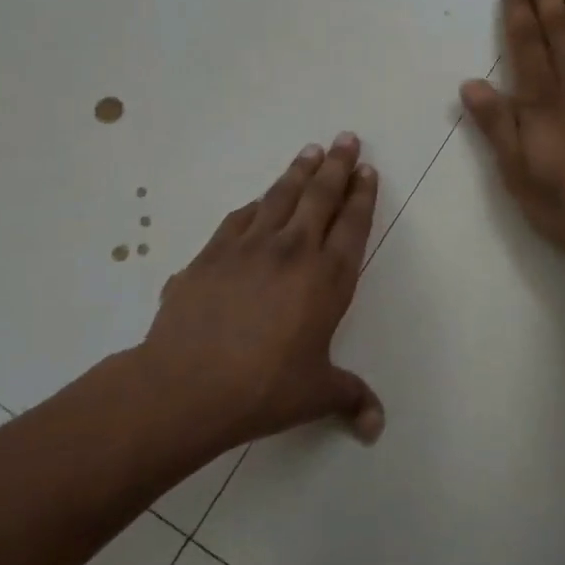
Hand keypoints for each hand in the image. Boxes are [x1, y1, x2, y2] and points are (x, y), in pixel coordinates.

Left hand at [141, 134, 385, 449]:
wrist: (187, 385)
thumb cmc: (264, 388)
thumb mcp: (316, 394)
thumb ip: (350, 398)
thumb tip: (377, 427)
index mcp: (327, 279)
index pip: (352, 226)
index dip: (362, 196)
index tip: (367, 169)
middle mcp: (292, 251)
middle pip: (320, 197)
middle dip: (337, 166)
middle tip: (346, 138)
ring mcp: (248, 248)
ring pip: (279, 197)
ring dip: (298, 172)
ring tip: (310, 151)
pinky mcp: (211, 254)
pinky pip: (238, 218)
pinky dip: (254, 205)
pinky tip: (256, 200)